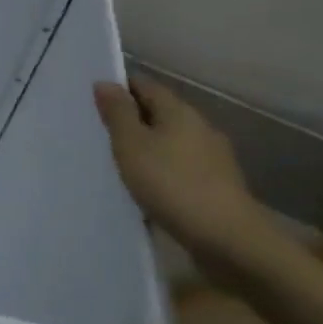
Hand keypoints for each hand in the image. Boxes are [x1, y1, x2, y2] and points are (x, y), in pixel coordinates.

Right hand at [93, 75, 295, 284]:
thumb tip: (105, 82)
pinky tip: (147, 187)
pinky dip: (162, 170)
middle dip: (132, 118)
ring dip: (147, 147)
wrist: (229, 240)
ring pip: (171, 142)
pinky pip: (181, 167)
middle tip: (99, 131)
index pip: (145, 86)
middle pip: (160, 113)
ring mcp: (213, 158)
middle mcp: (200, 128)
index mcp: (179, 112)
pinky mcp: (217, 186)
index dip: (119, 88)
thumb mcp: (132, 145)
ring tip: (118, 161)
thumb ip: (117, 113)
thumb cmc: (172, 184)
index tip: (93, 99)